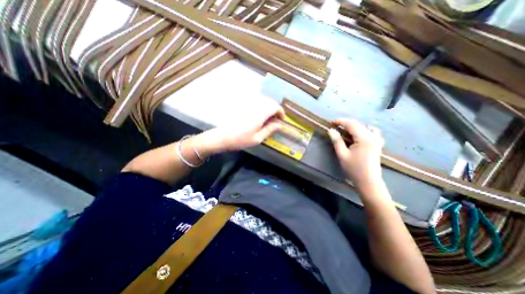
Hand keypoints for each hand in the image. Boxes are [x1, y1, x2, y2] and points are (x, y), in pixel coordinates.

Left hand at [194, 99, 282, 153]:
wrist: (222, 137)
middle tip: (275, 120)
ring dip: (268, 107)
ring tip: (268, 118)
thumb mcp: (257, 139)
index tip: (281, 119)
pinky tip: (259, 115)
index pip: (274, 106)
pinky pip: (256, 102)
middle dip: (275, 109)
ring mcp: (247, 105)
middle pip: (269, 101)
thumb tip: (280, 125)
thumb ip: (269, 130)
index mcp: (259, 115)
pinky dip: (261, 106)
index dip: (280, 112)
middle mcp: (254, 106)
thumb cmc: (240, 140)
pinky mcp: (242, 105)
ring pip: (263, 100)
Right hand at [327, 119, 384, 189]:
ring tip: (345, 130)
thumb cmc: (354, 168)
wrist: (368, 181)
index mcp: (364, 138)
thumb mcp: (342, 154)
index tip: (331, 122)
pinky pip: (372, 132)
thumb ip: (337, 141)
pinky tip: (359, 134)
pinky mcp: (378, 144)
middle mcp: (373, 136)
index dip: (341, 121)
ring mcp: (377, 140)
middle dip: (346, 123)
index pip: (351, 124)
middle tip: (335, 126)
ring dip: (354, 126)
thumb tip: (331, 130)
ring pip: (365, 127)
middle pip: (358, 124)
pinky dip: (364, 130)